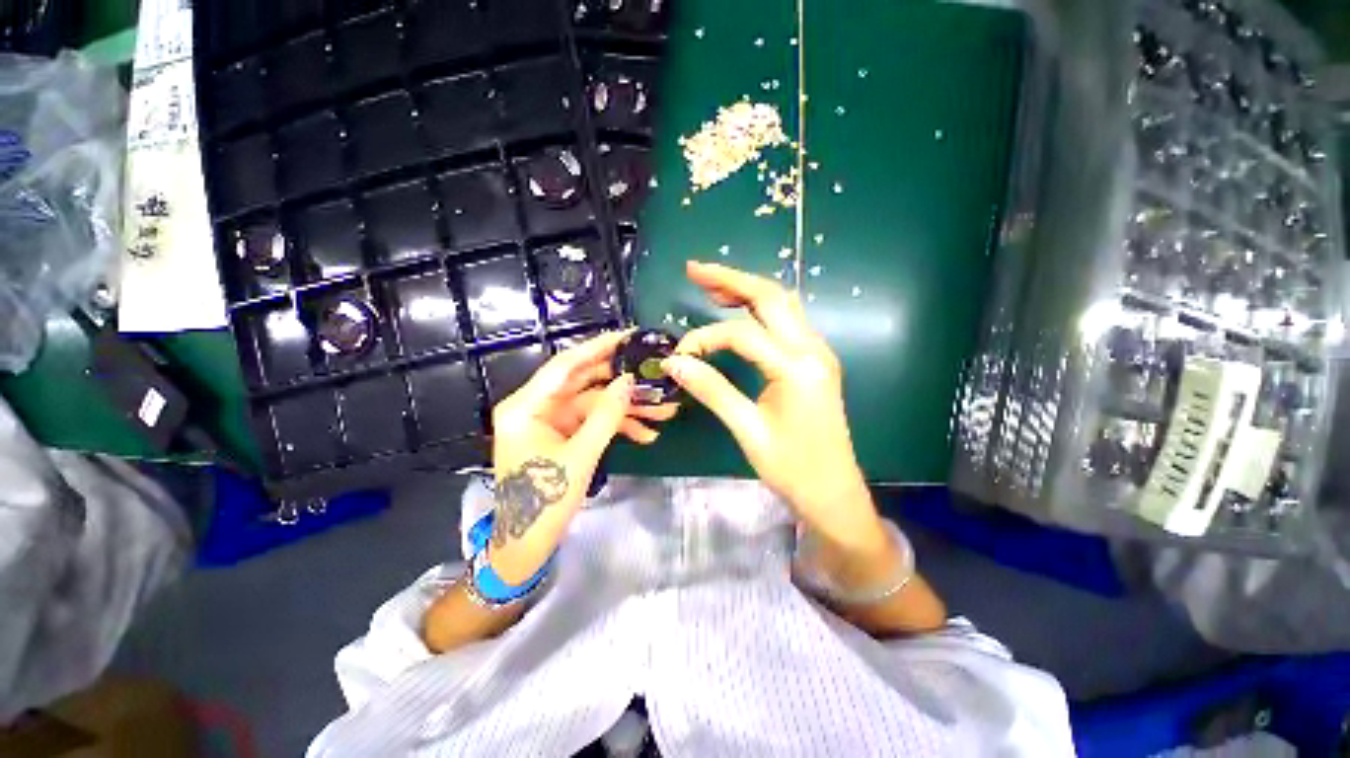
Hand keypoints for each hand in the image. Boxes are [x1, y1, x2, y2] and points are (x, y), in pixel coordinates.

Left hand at [488, 330, 677, 583]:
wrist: (527, 545)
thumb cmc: (544, 503)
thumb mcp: (581, 457)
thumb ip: (607, 416)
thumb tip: (630, 381)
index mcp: (526, 407)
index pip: (565, 366)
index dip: (598, 348)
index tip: (628, 336)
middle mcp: (536, 407)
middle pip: (584, 383)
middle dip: (622, 383)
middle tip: (654, 374)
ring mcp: (550, 421)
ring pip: (594, 404)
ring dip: (627, 409)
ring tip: (663, 412)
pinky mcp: (562, 434)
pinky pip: (593, 421)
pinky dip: (617, 426)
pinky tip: (646, 435)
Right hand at [663, 261, 887, 555]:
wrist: (833, 490)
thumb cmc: (792, 467)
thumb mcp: (748, 430)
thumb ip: (712, 390)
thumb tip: (675, 363)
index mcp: (798, 368)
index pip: (743, 335)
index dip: (706, 338)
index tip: (680, 355)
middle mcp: (813, 350)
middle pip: (771, 297)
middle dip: (731, 279)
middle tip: (694, 269)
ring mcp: (818, 352)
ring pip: (782, 304)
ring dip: (747, 289)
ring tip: (712, 283)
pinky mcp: (815, 360)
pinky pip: (787, 321)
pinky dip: (760, 307)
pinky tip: (740, 309)